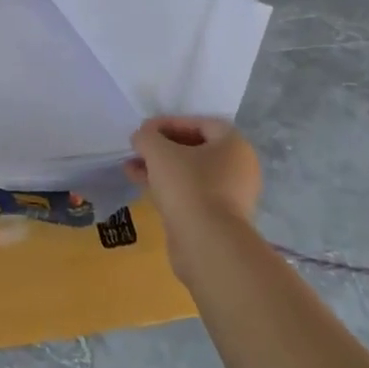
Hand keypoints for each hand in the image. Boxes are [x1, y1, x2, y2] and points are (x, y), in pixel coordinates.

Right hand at [125, 117, 260, 273]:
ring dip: (160, 168)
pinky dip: (167, 187)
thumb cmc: (188, 186)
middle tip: (138, 148)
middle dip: (162, 147)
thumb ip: (147, 137)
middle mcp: (238, 169)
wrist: (208, 245)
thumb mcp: (159, 151)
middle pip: (195, 149)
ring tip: (130, 167)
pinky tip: (141, 185)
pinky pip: (190, 194)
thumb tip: (141, 137)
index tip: (144, 129)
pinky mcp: (217, 219)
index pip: (200, 123)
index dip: (169, 122)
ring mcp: (230, 196)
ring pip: (189, 173)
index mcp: (234, 145)